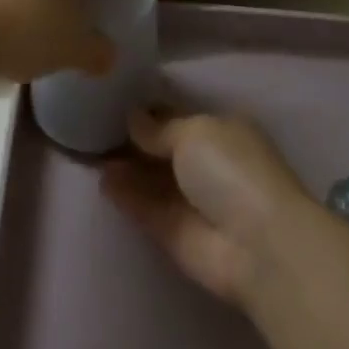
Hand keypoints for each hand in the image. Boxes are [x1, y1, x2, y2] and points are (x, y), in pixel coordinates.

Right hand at [101, 110, 315, 308]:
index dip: (150, 111)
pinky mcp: (175, 234)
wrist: (258, 247)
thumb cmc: (233, 170)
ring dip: (126, 167)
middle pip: (163, 149)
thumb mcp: (195, 131)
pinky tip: (102, 180)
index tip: (115, 102)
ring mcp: (192, 201)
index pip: (179, 117)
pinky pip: (145, 208)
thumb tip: (133, 118)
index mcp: (222, 132)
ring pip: (152, 179)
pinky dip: (125, 195)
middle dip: (134, 140)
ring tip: (90, 152)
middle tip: (94, 126)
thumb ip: (159, 127)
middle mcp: (208, 164)